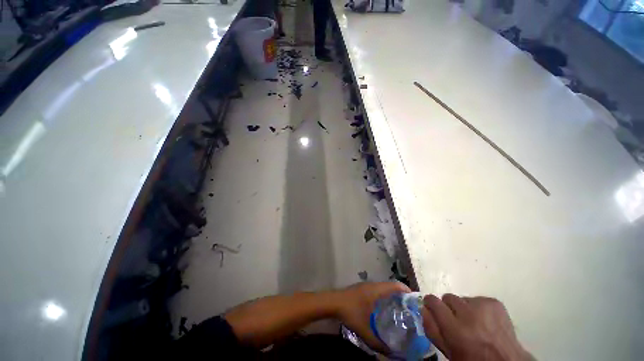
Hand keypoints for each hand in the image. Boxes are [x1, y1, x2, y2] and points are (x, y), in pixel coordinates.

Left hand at [332, 282, 410, 353]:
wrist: (332, 302)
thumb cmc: (350, 311)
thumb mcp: (364, 330)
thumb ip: (378, 343)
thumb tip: (391, 353)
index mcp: (376, 290)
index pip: (395, 285)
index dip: (406, 290)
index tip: (416, 301)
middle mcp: (372, 285)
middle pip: (390, 286)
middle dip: (401, 295)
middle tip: (410, 309)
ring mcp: (366, 286)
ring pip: (383, 287)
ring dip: (392, 295)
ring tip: (400, 309)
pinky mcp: (361, 289)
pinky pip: (377, 290)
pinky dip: (384, 295)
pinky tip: (384, 308)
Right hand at [422, 294, 533, 360]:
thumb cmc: (473, 360)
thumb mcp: (449, 352)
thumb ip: (432, 329)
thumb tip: (423, 309)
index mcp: (455, 329)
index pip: (433, 301)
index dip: (431, 304)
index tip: (433, 308)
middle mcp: (468, 313)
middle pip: (448, 297)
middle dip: (449, 307)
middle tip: (456, 320)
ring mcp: (483, 306)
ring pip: (463, 298)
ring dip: (464, 308)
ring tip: (473, 322)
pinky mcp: (495, 303)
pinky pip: (477, 298)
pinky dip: (478, 307)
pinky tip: (485, 320)